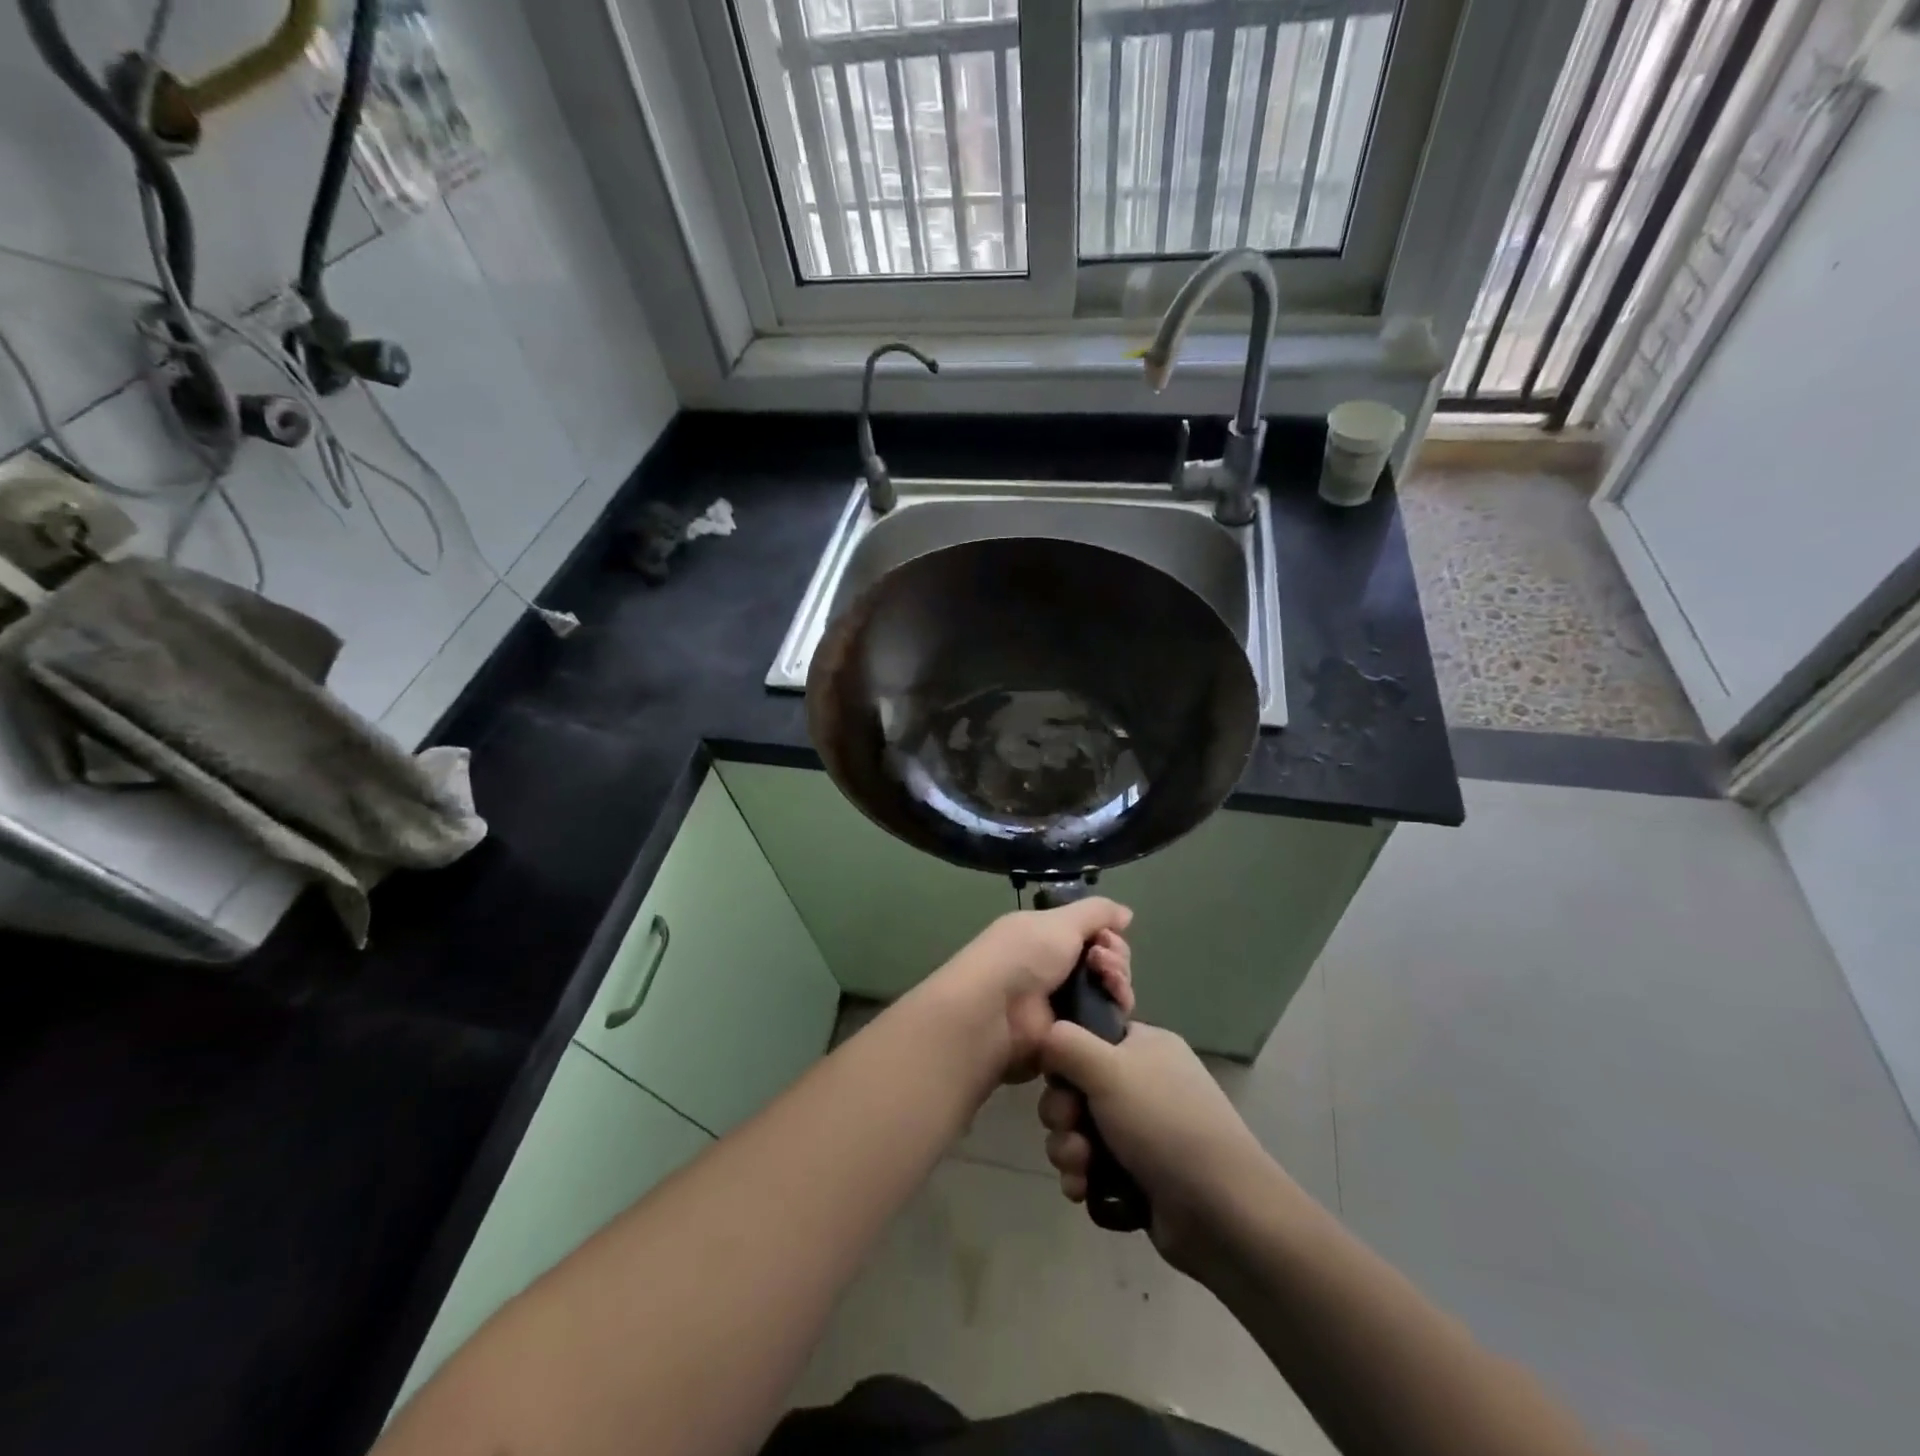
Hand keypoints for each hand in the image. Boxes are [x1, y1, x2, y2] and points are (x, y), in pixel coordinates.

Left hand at [926, 900, 1134, 1084]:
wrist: (995, 1013)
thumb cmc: (1023, 956)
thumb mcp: (1059, 921)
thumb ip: (1096, 912)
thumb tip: (1126, 913)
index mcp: (1046, 937)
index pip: (1092, 934)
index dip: (1107, 934)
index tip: (1106, 938)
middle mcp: (1056, 968)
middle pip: (1106, 962)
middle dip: (1115, 958)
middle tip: (1103, 962)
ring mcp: (1064, 1004)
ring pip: (1110, 991)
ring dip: (1118, 982)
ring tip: (1108, 982)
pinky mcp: (1071, 1036)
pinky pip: (1106, 1022)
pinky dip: (1115, 1010)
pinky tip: (1115, 1004)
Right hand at [1038, 1019, 1274, 1271]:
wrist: (1221, 1213)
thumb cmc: (1163, 1124)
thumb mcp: (1109, 1068)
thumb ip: (1066, 1043)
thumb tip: (1045, 1036)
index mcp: (1145, 1047)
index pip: (1088, 1037)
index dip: (1065, 1059)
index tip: (1058, 1078)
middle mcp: (1143, 1084)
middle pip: (1076, 1087)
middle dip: (1062, 1113)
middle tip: (1070, 1127)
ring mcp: (1142, 1132)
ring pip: (1079, 1130)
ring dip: (1068, 1149)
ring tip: (1081, 1168)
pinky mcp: (1137, 1176)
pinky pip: (1091, 1167)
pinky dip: (1082, 1177)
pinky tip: (1084, 1191)